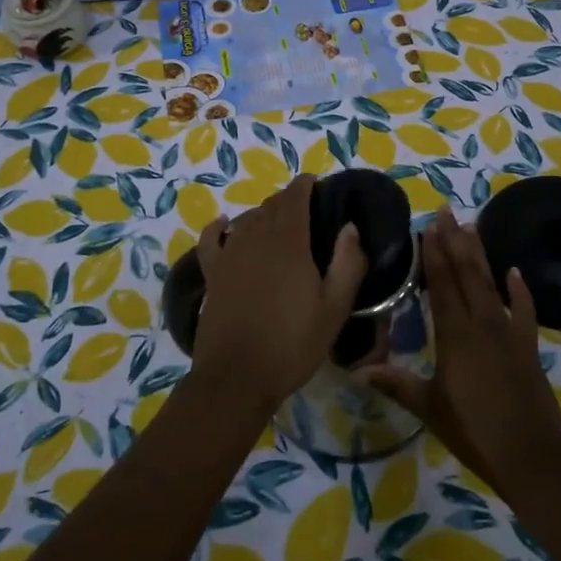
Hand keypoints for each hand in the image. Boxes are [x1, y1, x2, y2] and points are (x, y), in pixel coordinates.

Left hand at [192, 175, 367, 415]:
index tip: (316, 183)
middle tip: (306, 209)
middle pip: (271, 205)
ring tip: (278, 222)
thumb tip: (349, 226)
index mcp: (289, 242)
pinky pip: (211, 240)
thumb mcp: (334, 308)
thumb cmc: (293, 343)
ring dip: (263, 214)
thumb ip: (347, 263)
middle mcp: (255, 238)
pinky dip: (218, 228)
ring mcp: (229, 255)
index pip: (295, 197)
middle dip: (288, 200)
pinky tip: (223, 224)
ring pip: (246, 220)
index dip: (305, 185)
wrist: (237, 377)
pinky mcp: (212, 274)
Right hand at [358, 208, 560, 496]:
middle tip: (446, 212)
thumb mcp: (430, 408)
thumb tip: (356, 372)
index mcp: (454, 335)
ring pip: (491, 284)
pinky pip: (525, 310)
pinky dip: (520, 290)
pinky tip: (514, 271)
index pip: (441, 285)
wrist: (531, 455)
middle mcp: (482, 323)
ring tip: (471, 226)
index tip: (428, 228)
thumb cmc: (474, 431)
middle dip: (454, 242)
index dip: (434, 255)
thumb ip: (396, 384)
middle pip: (466, 274)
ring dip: (480, 255)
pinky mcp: (528, 346)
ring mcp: (508, 332)